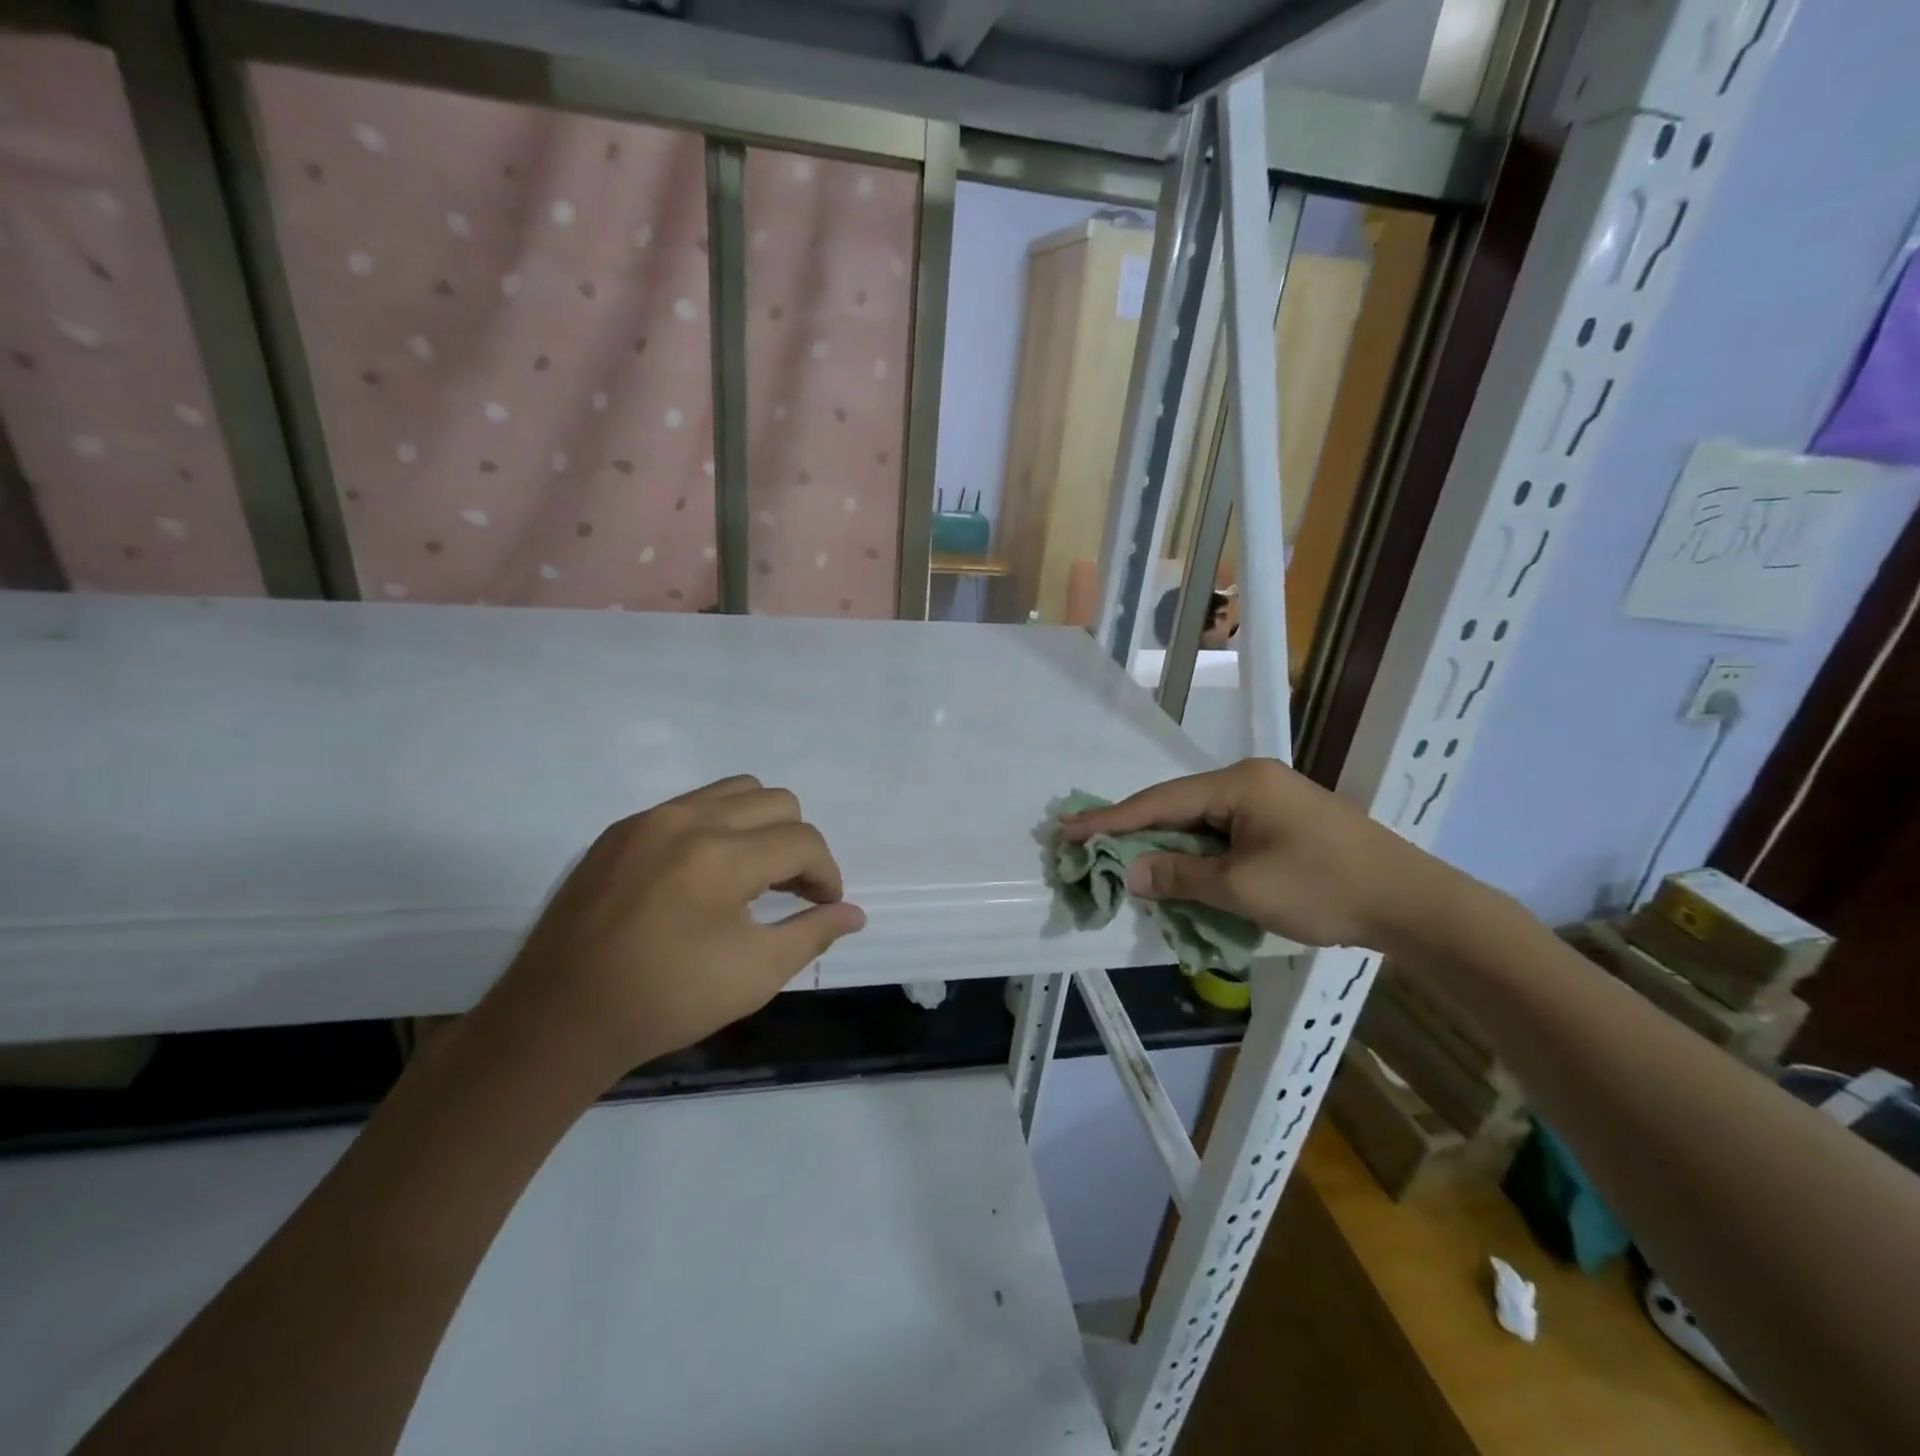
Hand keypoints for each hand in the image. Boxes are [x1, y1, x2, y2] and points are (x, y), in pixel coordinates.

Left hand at [478, 776, 864, 1081]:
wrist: (558, 1020)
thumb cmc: (666, 1001)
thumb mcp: (755, 974)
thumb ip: (813, 933)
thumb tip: (854, 913)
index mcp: (721, 855)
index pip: (802, 841)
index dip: (827, 873)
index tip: (825, 906)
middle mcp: (686, 819)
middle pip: (776, 802)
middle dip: (799, 845)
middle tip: (793, 891)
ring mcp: (648, 820)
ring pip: (734, 791)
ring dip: (761, 826)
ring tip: (754, 874)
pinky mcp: (619, 831)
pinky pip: (690, 806)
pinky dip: (718, 827)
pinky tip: (706, 876)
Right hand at [1060, 758, 1464, 952]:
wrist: (1413, 903)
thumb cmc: (1324, 888)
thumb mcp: (1244, 888)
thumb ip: (1182, 877)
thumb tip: (1131, 873)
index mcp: (1239, 783)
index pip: (1160, 801)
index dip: (1111, 819)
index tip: (1068, 830)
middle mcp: (1250, 781)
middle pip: (1177, 806)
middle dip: (1133, 829)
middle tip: (1085, 842)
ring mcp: (1269, 800)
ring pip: (1200, 822)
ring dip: (1165, 844)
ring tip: (1122, 859)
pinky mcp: (1282, 823)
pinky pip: (1224, 834)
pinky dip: (1196, 853)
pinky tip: (1177, 868)